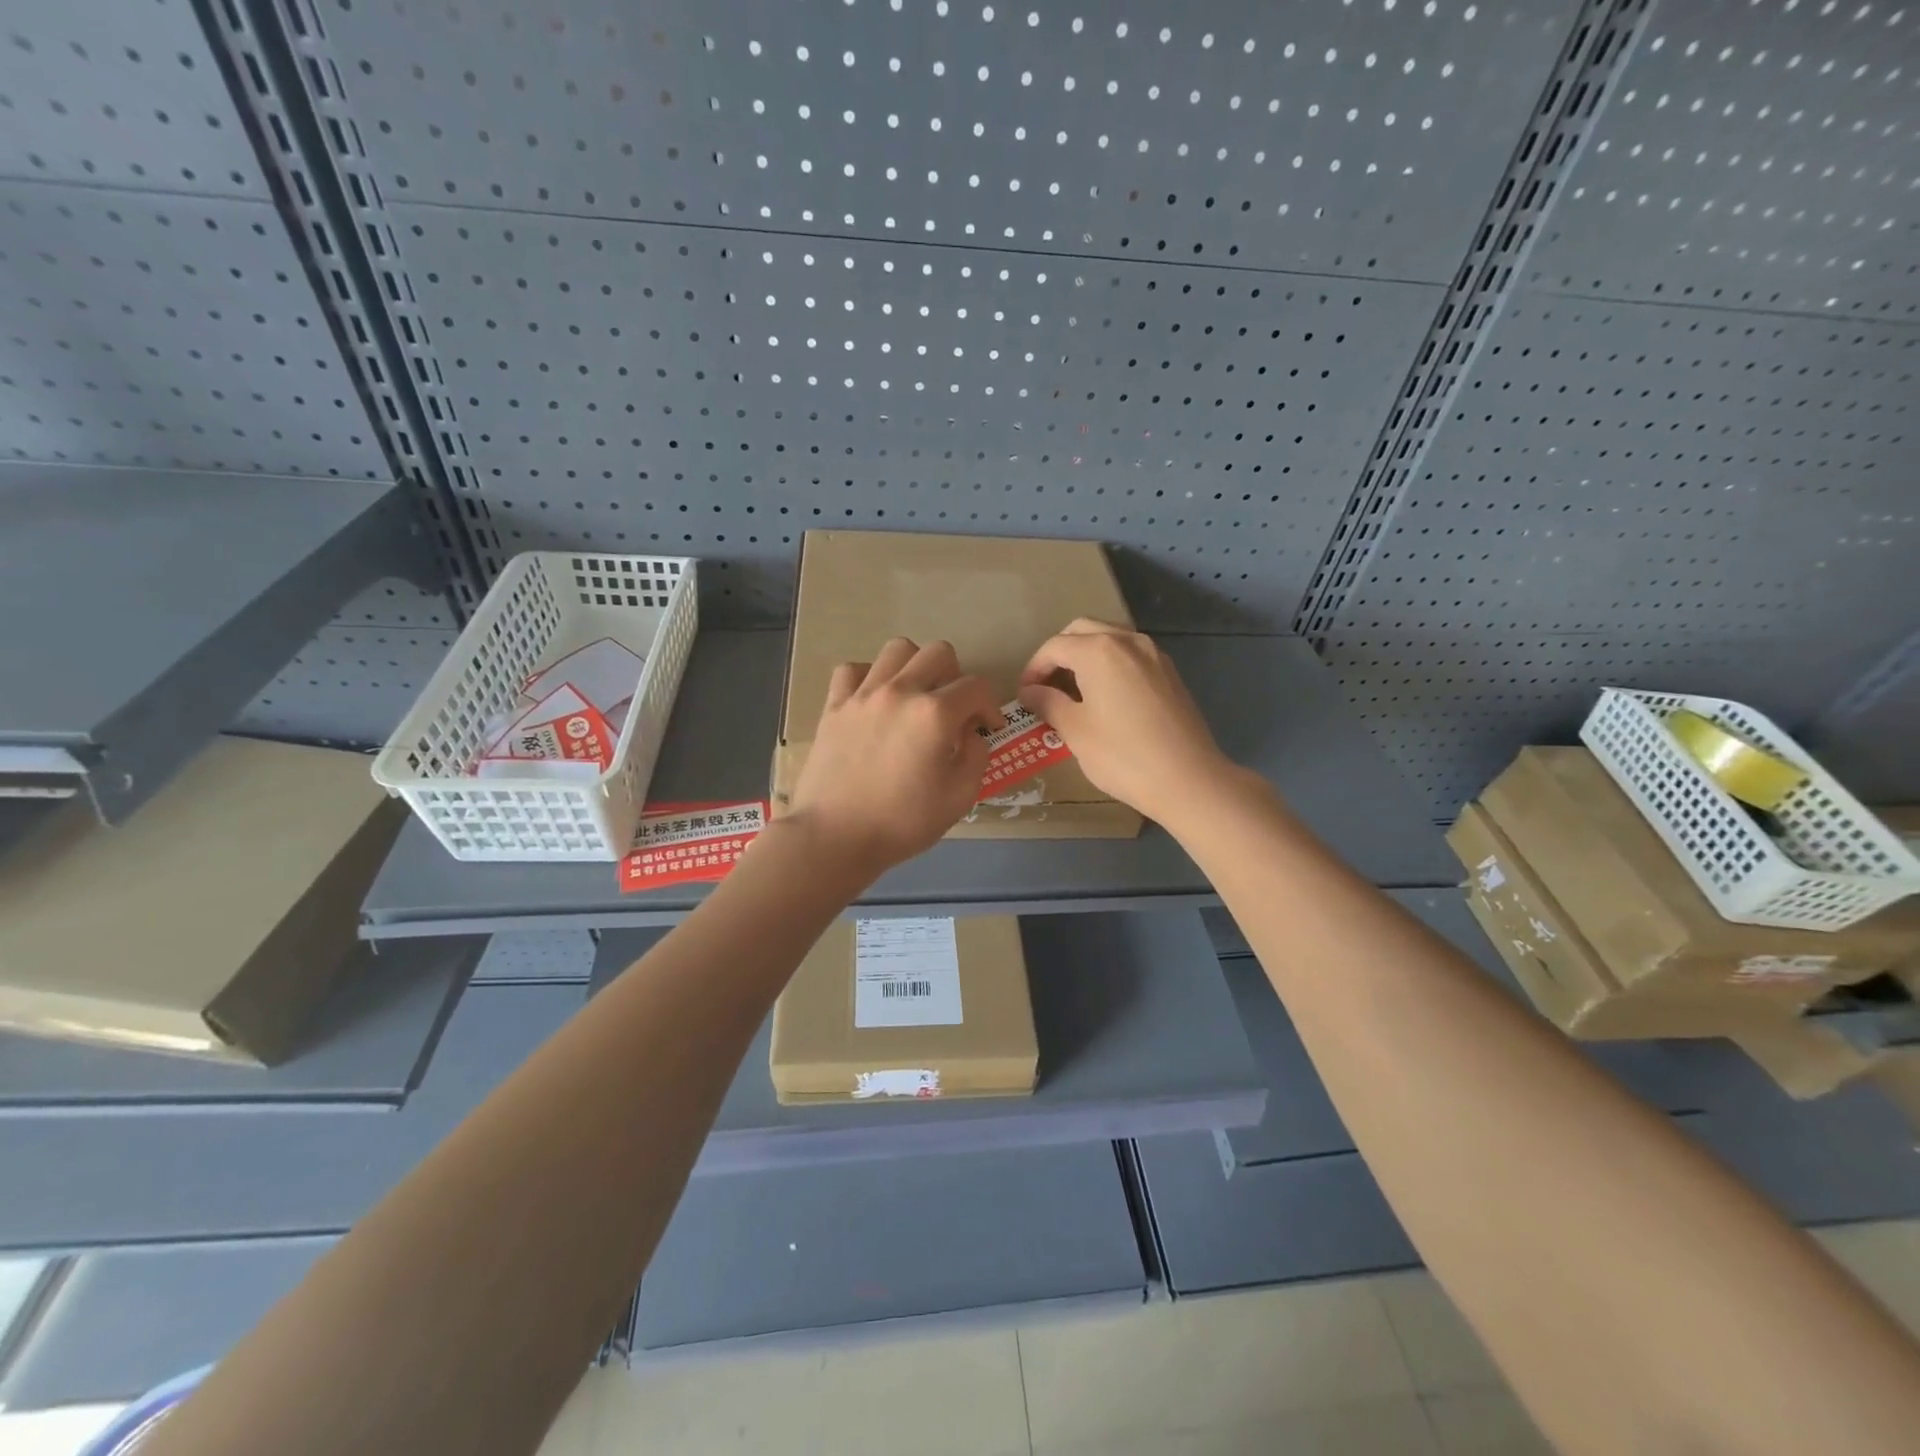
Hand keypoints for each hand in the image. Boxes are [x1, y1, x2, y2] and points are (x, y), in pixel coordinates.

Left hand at [787, 637, 1002, 878]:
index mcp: (935, 714)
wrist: (835, 836)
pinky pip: (853, 670)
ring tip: (914, 697)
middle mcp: (900, 691)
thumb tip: (970, 732)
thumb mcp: (959, 797)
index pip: (976, 687)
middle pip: (939, 653)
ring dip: (915, 667)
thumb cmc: (902, 823)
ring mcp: (863, 695)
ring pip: (897, 649)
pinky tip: (874, 700)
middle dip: (956, 677)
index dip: (990, 706)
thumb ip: (975, 756)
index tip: (988, 728)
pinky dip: (869, 677)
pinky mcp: (834, 706)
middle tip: (952, 710)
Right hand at [1017, 619, 1232, 825]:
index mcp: (1099, 651)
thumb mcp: (1075, 731)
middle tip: (1046, 686)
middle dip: (1059, 653)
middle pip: (1082, 631)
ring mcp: (1154, 654)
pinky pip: (1131, 655)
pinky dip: (1111, 664)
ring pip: (1110, 638)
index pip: (1055, 647)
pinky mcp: (1170, 673)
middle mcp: (1128, 641)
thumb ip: (1048, 703)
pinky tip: (1106, 696)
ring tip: (1074, 690)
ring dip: (1086, 655)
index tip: (1025, 695)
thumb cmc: (1123, 756)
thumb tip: (1030, 692)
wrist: (1188, 779)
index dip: (1034, 669)